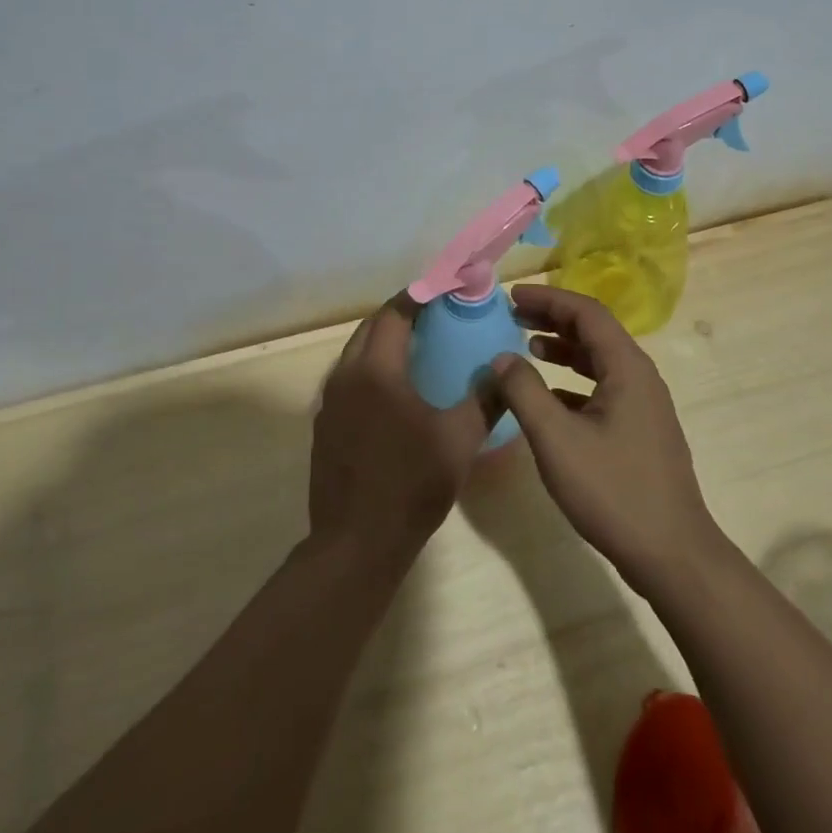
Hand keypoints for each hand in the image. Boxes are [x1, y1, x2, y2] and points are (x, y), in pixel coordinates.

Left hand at [309, 295, 496, 567]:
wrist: (356, 542)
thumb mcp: (459, 440)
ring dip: (382, 342)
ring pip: (355, 354)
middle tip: (433, 317)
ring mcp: (329, 401)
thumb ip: (486, 399)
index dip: (418, 296)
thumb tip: (507, 369)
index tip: (443, 290)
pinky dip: (370, 369)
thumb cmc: (411, 485)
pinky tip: (393, 391)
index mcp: (376, 370)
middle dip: (399, 315)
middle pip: (370, 328)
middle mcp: (345, 376)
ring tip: (417, 348)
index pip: (394, 314)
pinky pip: (348, 379)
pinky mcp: (324, 424)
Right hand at [488, 284, 722, 597]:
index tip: (511, 298)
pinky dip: (572, 381)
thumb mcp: (556, 439)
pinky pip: (602, 388)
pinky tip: (548, 397)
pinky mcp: (640, 430)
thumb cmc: (613, 490)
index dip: (547, 299)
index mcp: (627, 368)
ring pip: (598, 360)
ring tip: (525, 347)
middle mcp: (640, 377)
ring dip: (562, 349)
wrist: (672, 554)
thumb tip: (501, 358)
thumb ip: (524, 392)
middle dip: (553, 319)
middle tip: (512, 316)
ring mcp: (643, 405)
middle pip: (594, 331)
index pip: (586, 312)